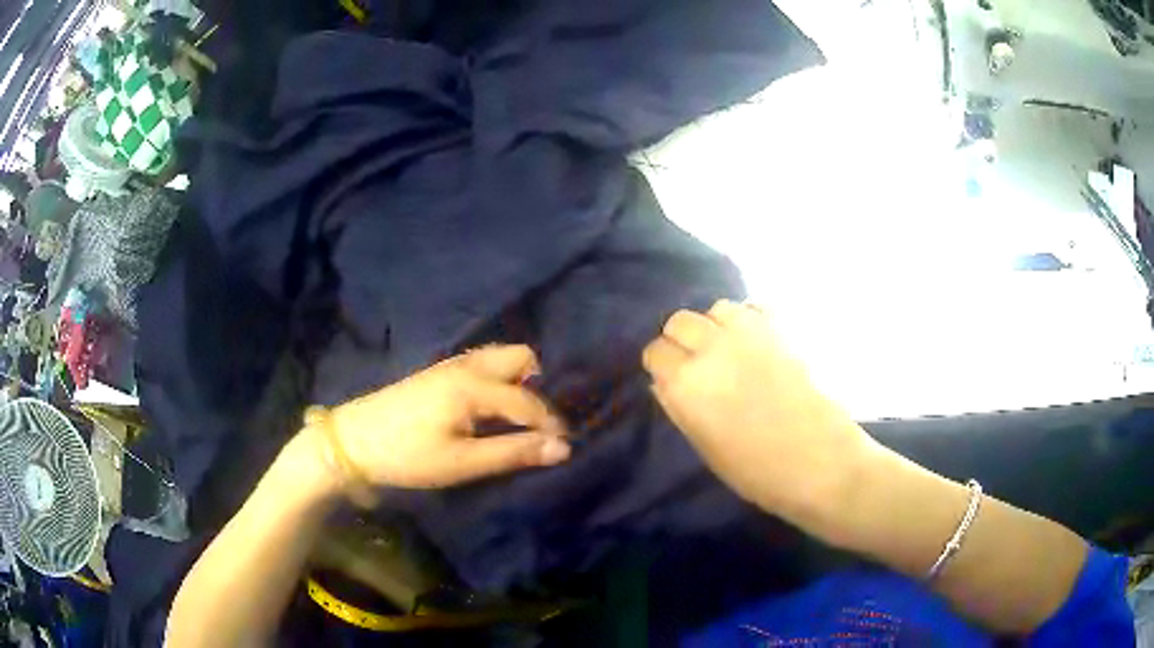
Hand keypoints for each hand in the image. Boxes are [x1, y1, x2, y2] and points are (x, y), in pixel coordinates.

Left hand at [326, 345, 570, 489]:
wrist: (353, 441)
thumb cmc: (408, 455)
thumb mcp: (462, 462)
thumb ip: (513, 452)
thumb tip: (562, 448)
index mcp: (474, 385)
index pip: (528, 400)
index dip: (550, 425)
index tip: (564, 447)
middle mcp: (467, 365)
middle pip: (520, 357)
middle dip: (537, 386)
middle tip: (536, 424)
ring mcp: (450, 365)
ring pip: (500, 358)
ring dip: (517, 381)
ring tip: (516, 418)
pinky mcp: (438, 373)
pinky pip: (482, 365)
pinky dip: (498, 381)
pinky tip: (489, 410)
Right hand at [642, 300, 878, 519]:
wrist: (820, 460)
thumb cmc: (757, 470)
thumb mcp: (705, 447)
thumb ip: (680, 407)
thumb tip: (665, 382)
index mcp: (686, 382)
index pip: (655, 351)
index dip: (662, 365)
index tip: (671, 379)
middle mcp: (712, 347)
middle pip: (679, 321)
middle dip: (682, 340)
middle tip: (698, 364)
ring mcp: (749, 332)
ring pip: (717, 309)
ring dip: (716, 326)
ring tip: (729, 350)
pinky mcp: (781, 328)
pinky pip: (753, 309)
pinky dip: (749, 321)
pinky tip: (757, 344)